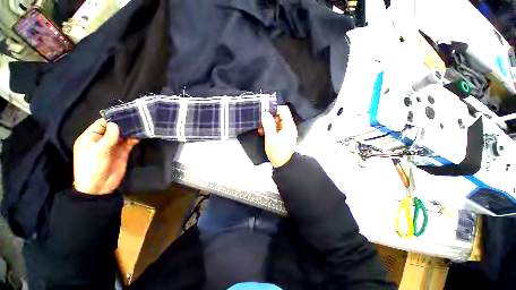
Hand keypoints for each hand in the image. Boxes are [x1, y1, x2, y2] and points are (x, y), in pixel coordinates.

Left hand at [73, 118, 138, 194]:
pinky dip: (133, 139)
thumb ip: (108, 137)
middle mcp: (102, 140)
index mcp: (90, 138)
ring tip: (139, 127)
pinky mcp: (122, 152)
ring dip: (130, 132)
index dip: (111, 119)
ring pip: (122, 135)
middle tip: (135, 120)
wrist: (99, 187)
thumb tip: (115, 124)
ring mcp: (113, 146)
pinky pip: (128, 143)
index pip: (101, 124)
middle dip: (123, 125)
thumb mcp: (98, 151)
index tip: (124, 115)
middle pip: (113, 129)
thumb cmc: (92, 168)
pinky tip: (138, 137)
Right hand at [260, 105, 297, 167]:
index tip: (265, 114)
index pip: (283, 110)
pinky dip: (270, 129)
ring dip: (268, 124)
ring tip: (260, 129)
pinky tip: (263, 133)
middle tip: (261, 123)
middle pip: (280, 115)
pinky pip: (276, 128)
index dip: (274, 109)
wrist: (283, 165)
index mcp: (288, 125)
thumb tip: (265, 113)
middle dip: (269, 118)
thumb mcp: (271, 138)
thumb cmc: (277, 152)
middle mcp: (288, 127)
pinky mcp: (283, 136)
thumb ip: (268, 125)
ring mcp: (286, 132)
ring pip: (277, 122)